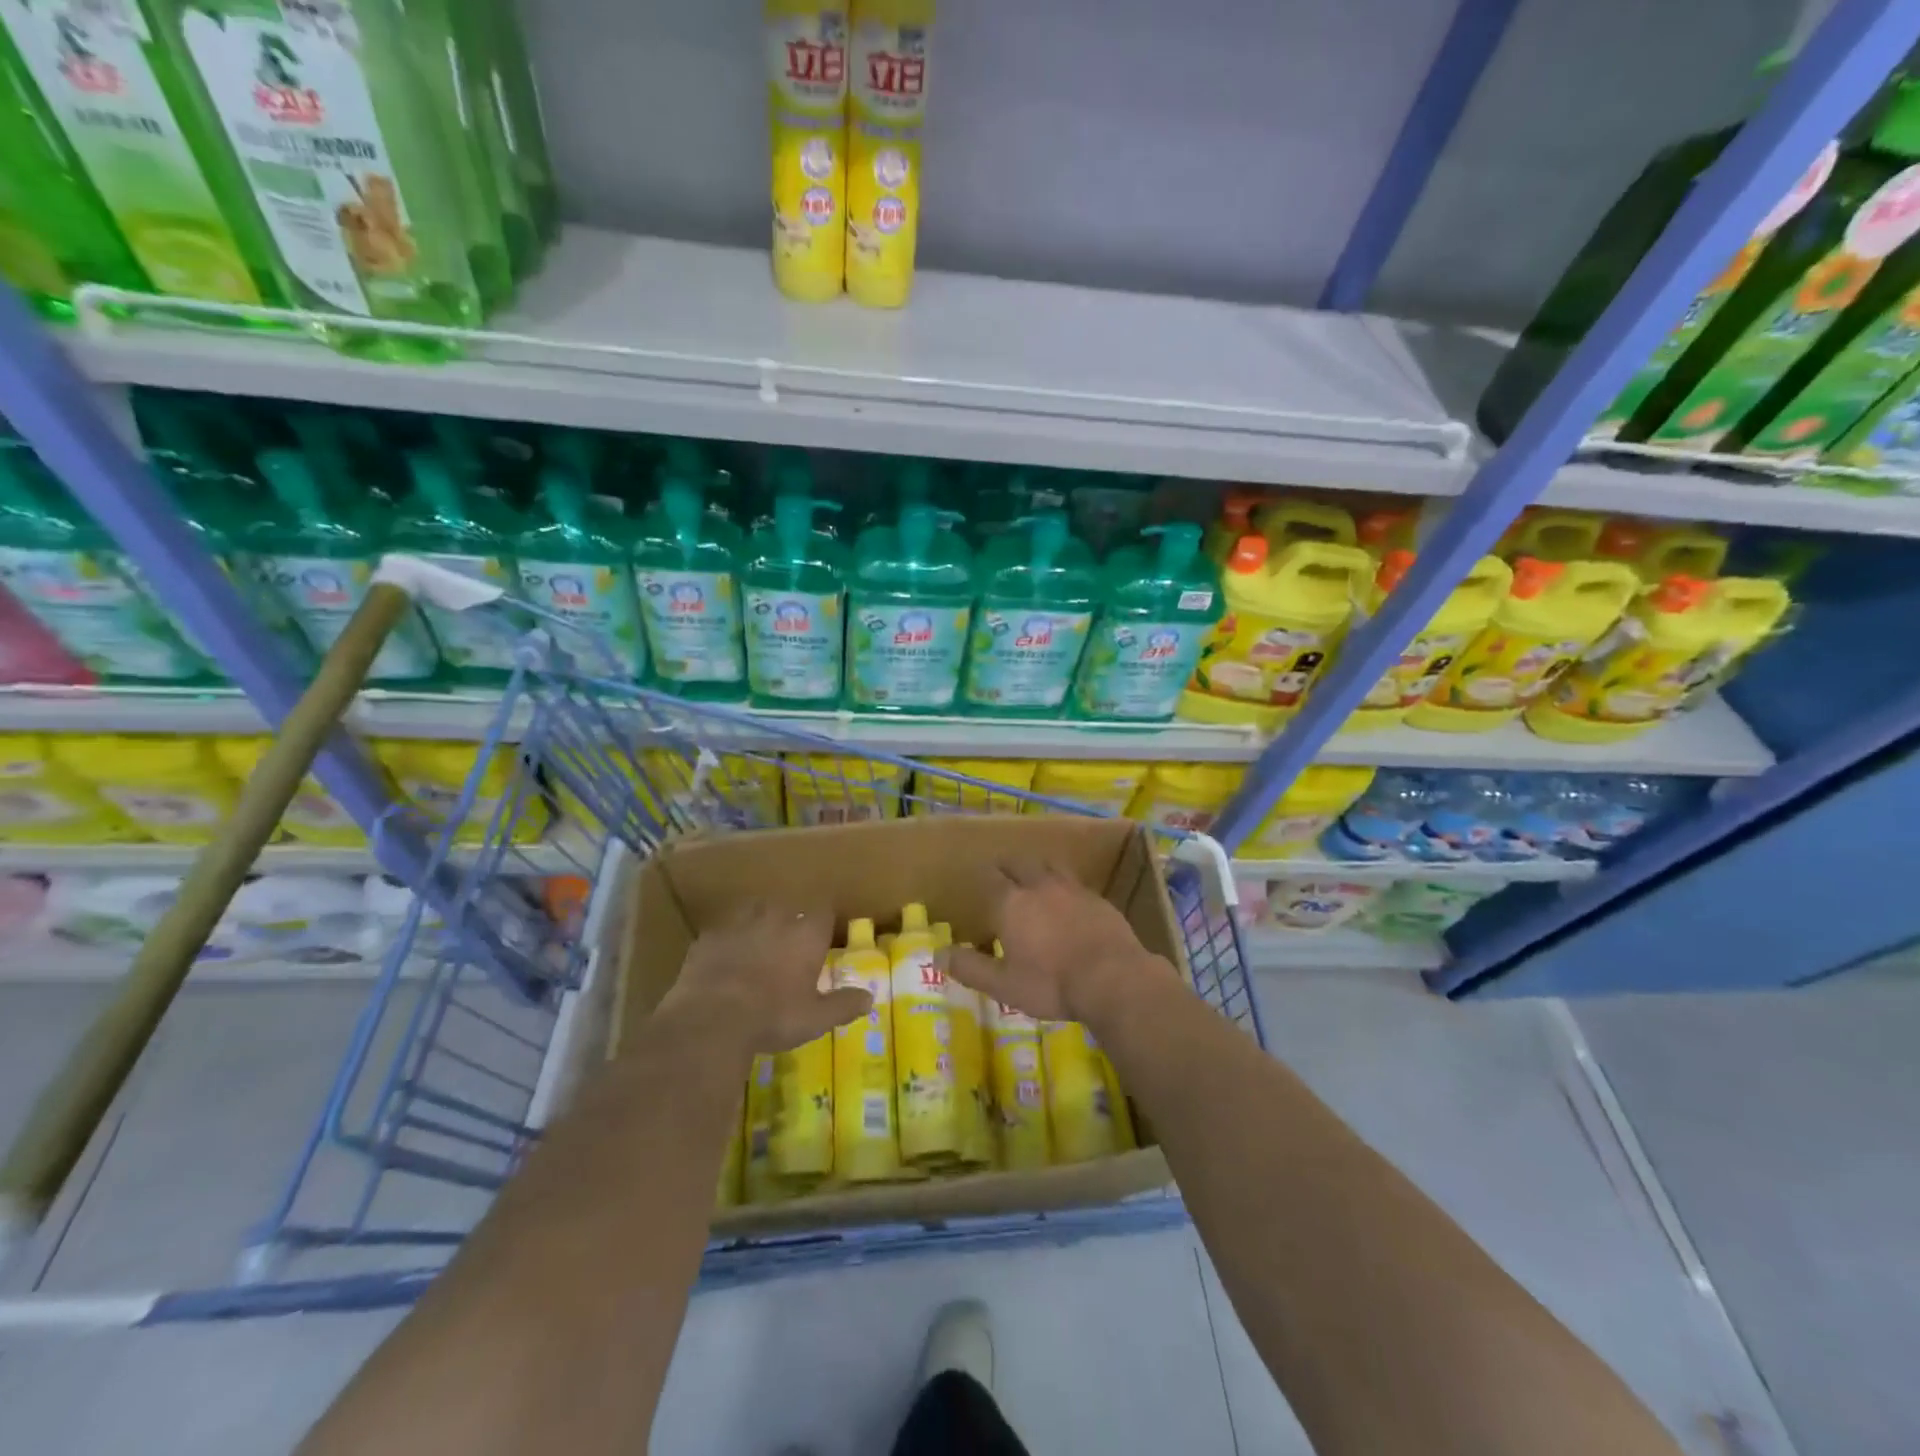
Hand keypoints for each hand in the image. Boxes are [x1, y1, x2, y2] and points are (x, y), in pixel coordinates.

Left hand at [658, 902, 870, 1054]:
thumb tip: (870, 998)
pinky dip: (726, 941)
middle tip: (788, 945)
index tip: (822, 936)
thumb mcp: (816, 1018)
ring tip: (756, 944)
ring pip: (753, 911)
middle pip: (787, 907)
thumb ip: (844, 1005)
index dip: (823, 922)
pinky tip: (723, 960)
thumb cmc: (773, 1017)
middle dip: (789, 921)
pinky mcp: (708, 937)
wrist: (711, 1019)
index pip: (823, 911)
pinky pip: (722, 931)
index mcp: (806, 934)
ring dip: (757, 923)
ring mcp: (739, 924)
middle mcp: (775, 919)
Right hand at [948, 859, 1174, 1025]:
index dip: (984, 876)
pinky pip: (1074, 882)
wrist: (1113, 978)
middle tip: (1003, 874)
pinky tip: (1068, 899)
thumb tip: (937, 954)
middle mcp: (1039, 886)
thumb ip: (970, 967)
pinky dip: (1064, 885)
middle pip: (1020, 863)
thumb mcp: (1004, 985)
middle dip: (1008, 866)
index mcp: (1012, 903)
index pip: (992, 877)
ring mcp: (1072, 888)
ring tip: (1034, 877)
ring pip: (1049, 866)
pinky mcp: (1097, 898)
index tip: (979, 879)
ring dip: (1037, 868)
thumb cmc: (1051, 984)